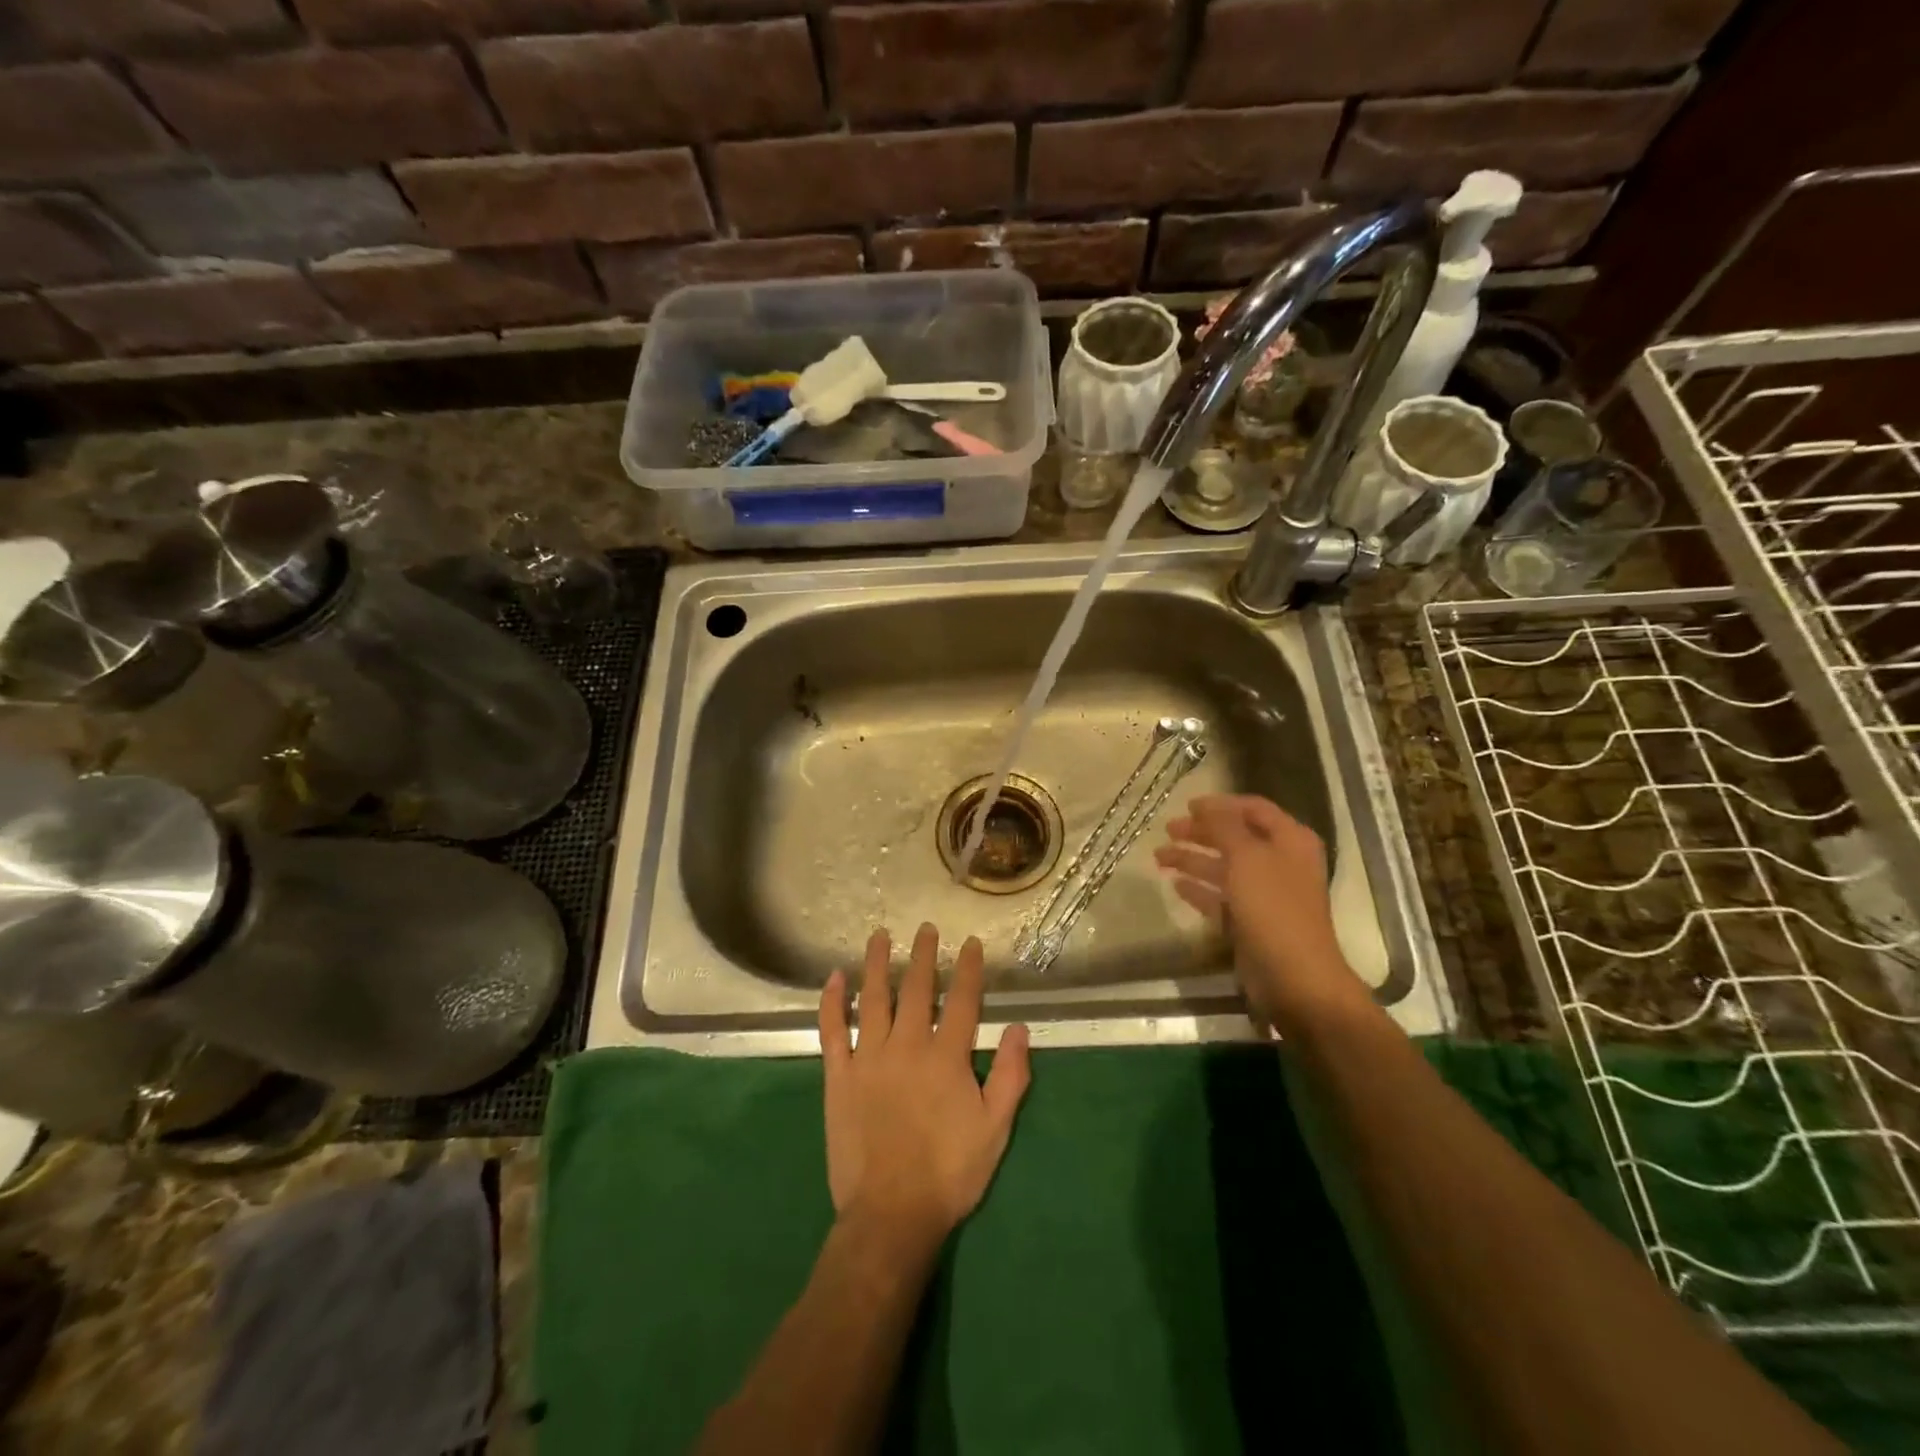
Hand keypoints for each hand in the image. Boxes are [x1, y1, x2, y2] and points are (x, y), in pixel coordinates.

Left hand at [818, 924, 1030, 1254]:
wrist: (891, 1213)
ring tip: (880, 935)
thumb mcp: (995, 1129)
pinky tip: (834, 978)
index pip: (962, 1000)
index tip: (970, 944)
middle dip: (923, 956)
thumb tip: (1018, 1028)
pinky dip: (832, 1002)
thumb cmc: (949, 1172)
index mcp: (946, 1057)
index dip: (968, 969)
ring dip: (876, 964)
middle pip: (916, 989)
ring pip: (873, 999)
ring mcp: (868, 1058)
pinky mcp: (838, 1076)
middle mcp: (907, 1045)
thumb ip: (1011, 1076)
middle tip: (926, 929)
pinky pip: (832, 1030)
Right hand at [1154, 794, 1370, 1030]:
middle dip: (1201, 832)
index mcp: (1290, 840)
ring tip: (1159, 857)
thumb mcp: (1247, 856)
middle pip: (1235, 837)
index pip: (1253, 809)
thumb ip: (1224, 826)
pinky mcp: (1250, 922)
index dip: (1220, 805)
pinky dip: (1199, 889)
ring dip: (1192, 860)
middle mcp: (1280, 862)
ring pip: (1224, 868)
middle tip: (1167, 830)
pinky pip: (1220, 898)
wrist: (1294, 977)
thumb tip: (1206, 805)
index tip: (1186, 806)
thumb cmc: (1273, 907)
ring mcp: (1265, 894)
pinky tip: (1175, 885)